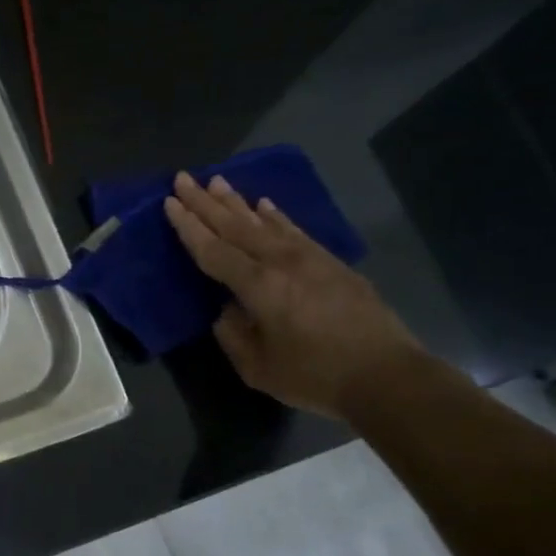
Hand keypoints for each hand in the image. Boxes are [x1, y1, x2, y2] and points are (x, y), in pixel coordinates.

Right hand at [164, 171, 422, 418]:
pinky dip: (276, 216)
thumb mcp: (257, 368)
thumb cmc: (315, 376)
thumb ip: (233, 335)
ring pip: (264, 222)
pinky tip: (265, 204)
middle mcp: (281, 262)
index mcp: (259, 287)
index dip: (189, 227)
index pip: (213, 250)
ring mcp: (309, 258)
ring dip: (237, 201)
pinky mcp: (330, 262)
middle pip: (236, 226)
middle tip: (184, 179)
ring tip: (217, 181)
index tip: (169, 203)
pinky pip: (294, 230)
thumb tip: (227, 310)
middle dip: (206, 202)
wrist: (386, 376)